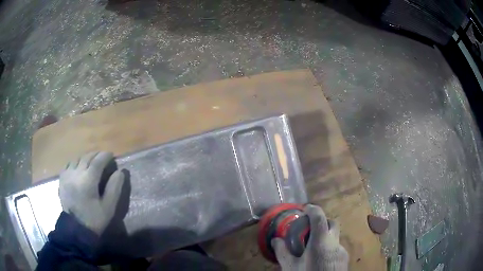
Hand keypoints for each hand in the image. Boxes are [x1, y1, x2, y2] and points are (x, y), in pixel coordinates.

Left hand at [59, 151, 124, 234]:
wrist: (76, 228)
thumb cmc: (94, 219)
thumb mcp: (108, 207)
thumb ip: (114, 188)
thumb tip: (120, 172)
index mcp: (88, 181)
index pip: (97, 161)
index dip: (105, 156)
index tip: (111, 154)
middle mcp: (76, 174)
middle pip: (87, 157)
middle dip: (96, 154)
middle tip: (103, 156)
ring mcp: (67, 175)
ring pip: (77, 158)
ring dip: (86, 157)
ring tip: (92, 160)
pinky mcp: (62, 178)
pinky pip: (69, 164)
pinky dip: (76, 162)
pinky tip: (79, 166)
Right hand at [271, 204, 348, 270]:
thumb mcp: (291, 267)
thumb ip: (283, 252)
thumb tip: (275, 240)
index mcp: (321, 242)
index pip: (319, 217)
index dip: (312, 209)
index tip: (305, 208)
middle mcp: (335, 243)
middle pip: (332, 223)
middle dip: (321, 222)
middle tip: (309, 229)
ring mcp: (342, 251)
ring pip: (334, 238)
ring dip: (325, 238)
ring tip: (312, 250)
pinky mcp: (345, 259)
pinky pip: (336, 249)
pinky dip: (328, 249)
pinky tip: (320, 261)